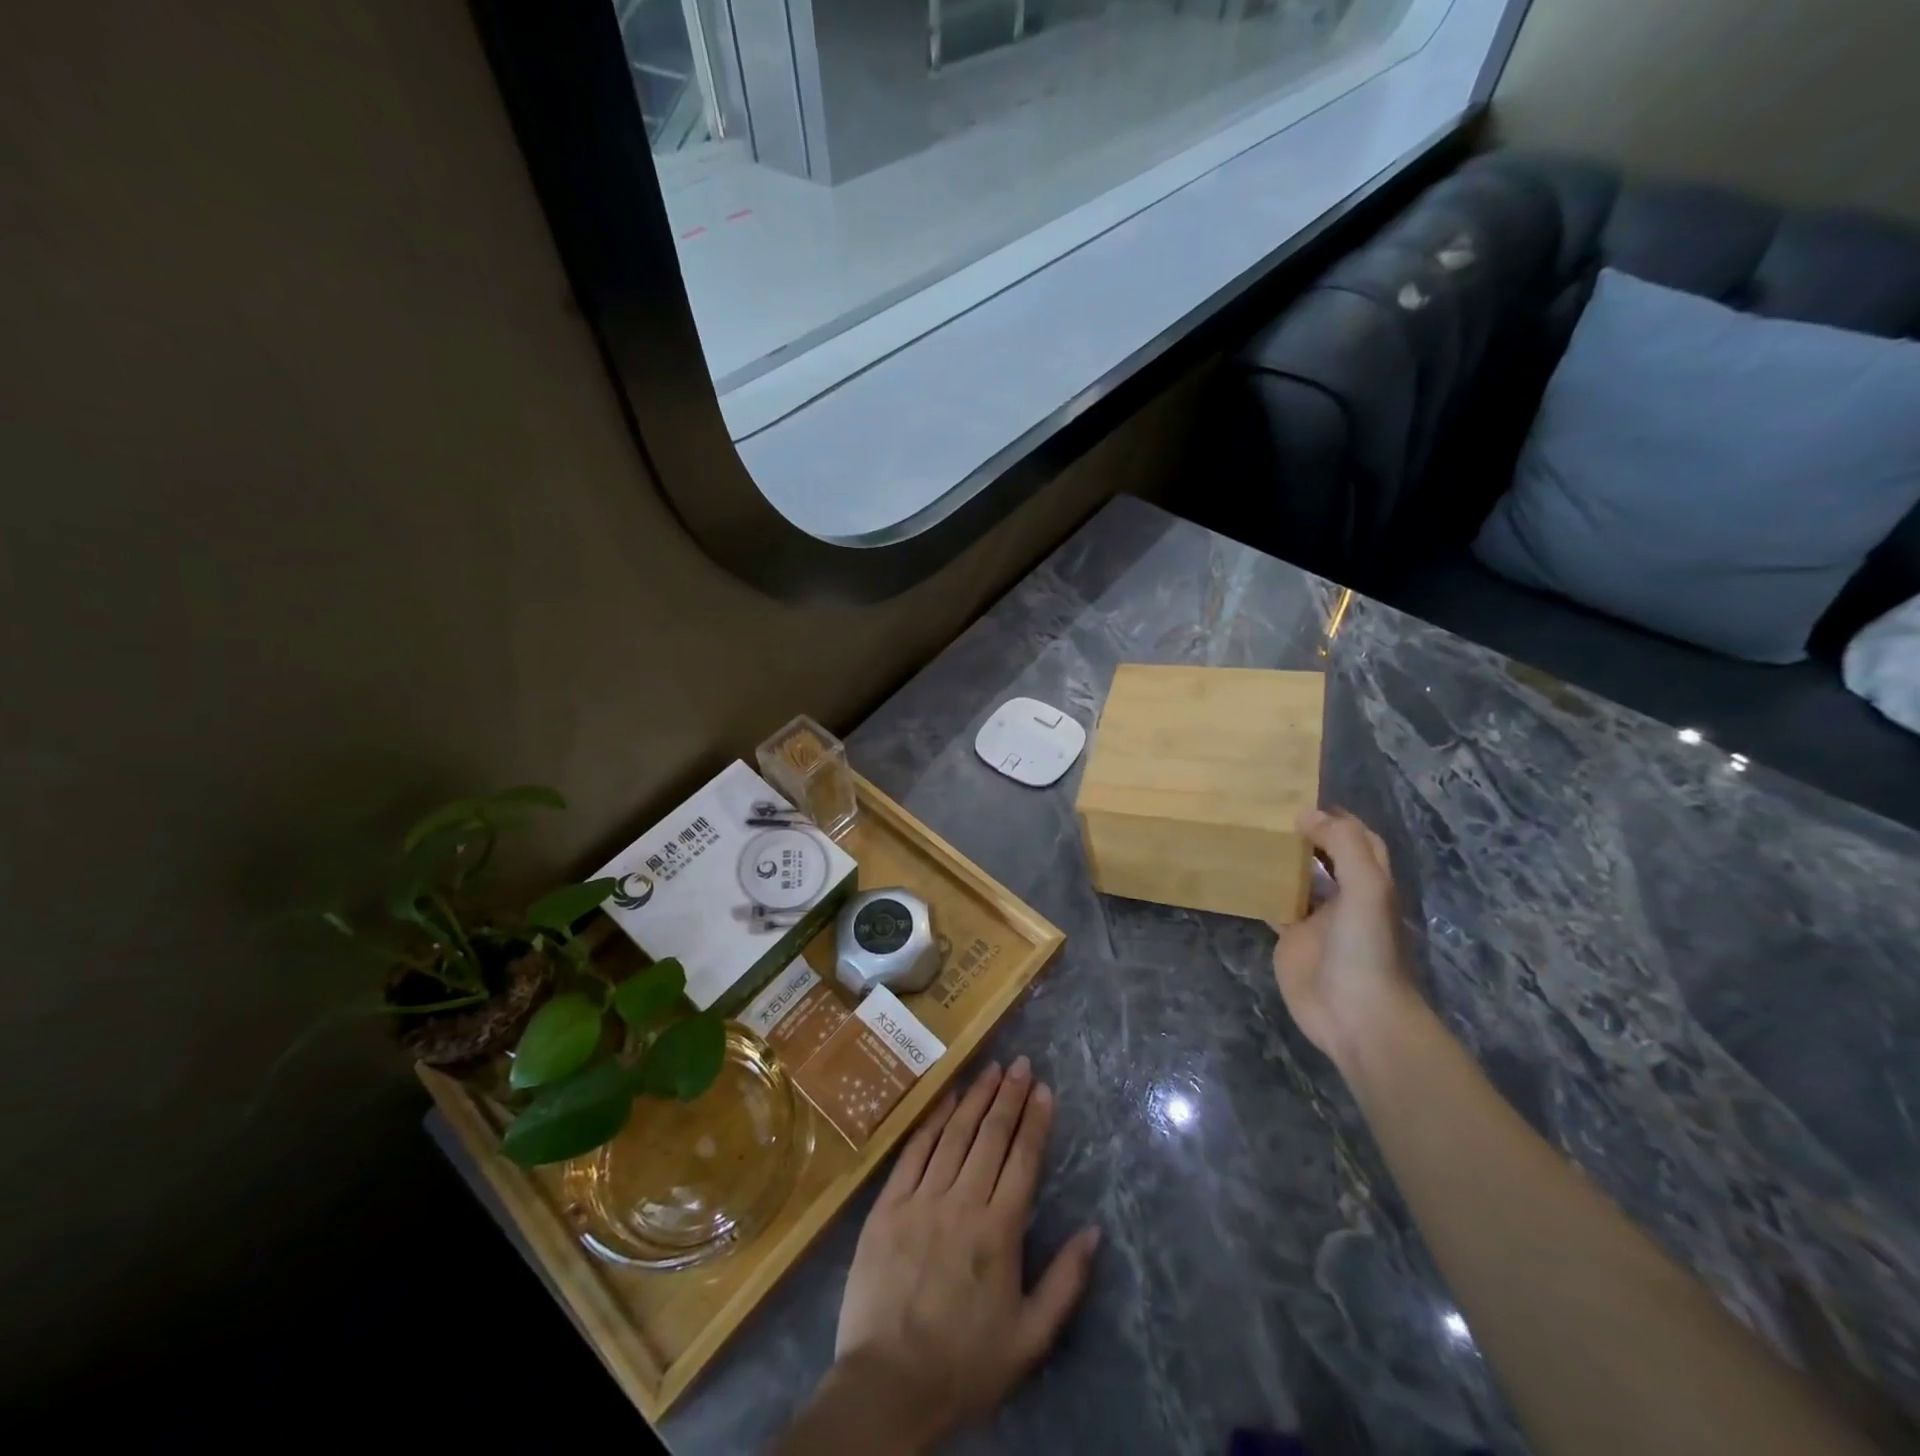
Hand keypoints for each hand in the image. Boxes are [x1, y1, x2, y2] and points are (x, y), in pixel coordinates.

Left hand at [832, 1058, 1100, 1449]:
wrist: (887, 1385)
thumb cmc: (964, 1364)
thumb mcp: (1029, 1339)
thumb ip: (1065, 1282)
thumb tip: (1093, 1231)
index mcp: (999, 1232)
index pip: (1022, 1159)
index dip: (1035, 1120)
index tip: (1044, 1089)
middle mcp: (962, 1203)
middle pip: (990, 1137)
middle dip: (1009, 1096)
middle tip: (1021, 1063)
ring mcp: (922, 1199)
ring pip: (954, 1135)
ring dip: (975, 1098)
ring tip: (991, 1069)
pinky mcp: (888, 1205)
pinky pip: (914, 1151)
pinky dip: (933, 1121)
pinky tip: (946, 1099)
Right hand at [1271, 809, 1418, 1071]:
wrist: (1357, 1015)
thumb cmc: (1366, 949)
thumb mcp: (1366, 889)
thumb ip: (1343, 846)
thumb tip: (1306, 815)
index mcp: (1369, 882)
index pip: (1358, 839)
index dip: (1336, 819)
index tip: (1299, 800)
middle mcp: (1344, 896)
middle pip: (1325, 857)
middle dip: (1303, 835)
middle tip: (1264, 813)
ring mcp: (1316, 919)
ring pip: (1296, 879)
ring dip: (1277, 860)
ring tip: (1245, 835)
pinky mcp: (1291, 940)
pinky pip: (1273, 907)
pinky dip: (1257, 891)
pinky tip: (1234, 876)